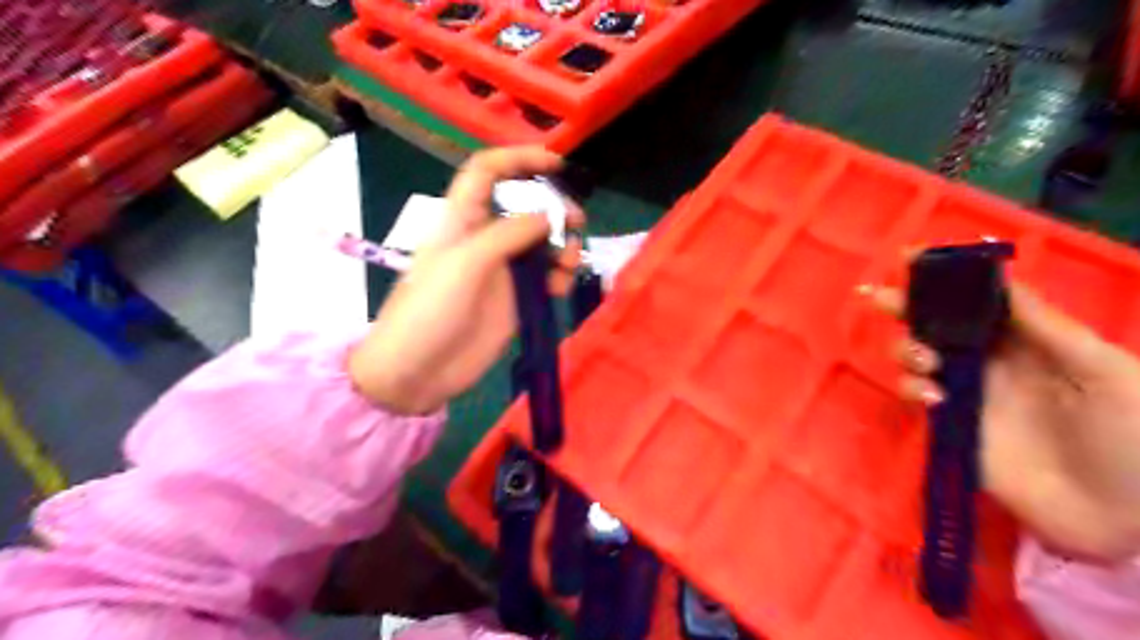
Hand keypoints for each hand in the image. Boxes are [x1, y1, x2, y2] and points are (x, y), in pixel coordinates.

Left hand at [344, 145, 578, 413]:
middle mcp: (485, 239)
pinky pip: (545, 278)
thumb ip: (507, 235)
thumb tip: (547, 217)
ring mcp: (502, 271)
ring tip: (569, 262)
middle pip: (525, 208)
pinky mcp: (515, 299)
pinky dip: (558, 277)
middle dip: (554, 208)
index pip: (488, 172)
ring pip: (542, 244)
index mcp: (463, 219)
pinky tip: (560, 288)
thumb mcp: (465, 264)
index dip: (519, 159)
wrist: (419, 371)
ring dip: (562, 246)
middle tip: (577, 221)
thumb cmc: (430, 311)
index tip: (556, 164)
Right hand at [875, 284, 1139, 561]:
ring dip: (908, 350)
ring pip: (918, 358)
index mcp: (1028, 342)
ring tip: (926, 361)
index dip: (946, 278)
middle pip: (937, 326)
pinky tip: (930, 397)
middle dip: (906, 308)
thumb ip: (1047, 327)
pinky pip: (916, 397)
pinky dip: (911, 389)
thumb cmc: (1132, 435)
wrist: (1130, 518)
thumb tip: (1002, 281)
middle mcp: (991, 362)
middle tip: (878, 299)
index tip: (910, 258)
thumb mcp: (1104, 371)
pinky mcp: (953, 426)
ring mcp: (969, 394)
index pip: (978, 300)